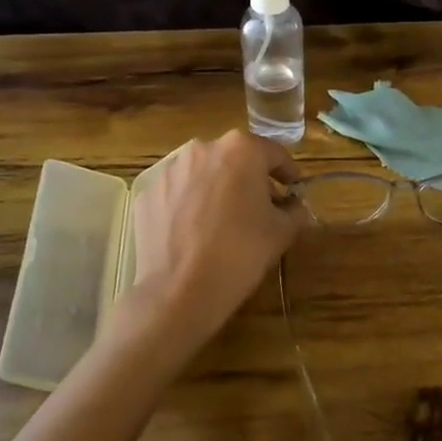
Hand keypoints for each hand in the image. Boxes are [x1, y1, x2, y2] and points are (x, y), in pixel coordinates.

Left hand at [125, 131, 306, 345]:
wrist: (180, 291)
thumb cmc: (241, 253)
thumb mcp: (282, 232)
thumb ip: (294, 210)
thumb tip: (292, 205)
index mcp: (241, 150)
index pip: (274, 154)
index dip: (288, 174)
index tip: (293, 192)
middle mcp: (202, 149)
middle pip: (235, 160)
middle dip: (249, 180)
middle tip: (259, 209)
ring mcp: (169, 171)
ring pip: (203, 174)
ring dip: (216, 190)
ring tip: (222, 222)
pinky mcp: (147, 194)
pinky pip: (177, 194)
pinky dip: (188, 205)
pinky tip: (194, 233)